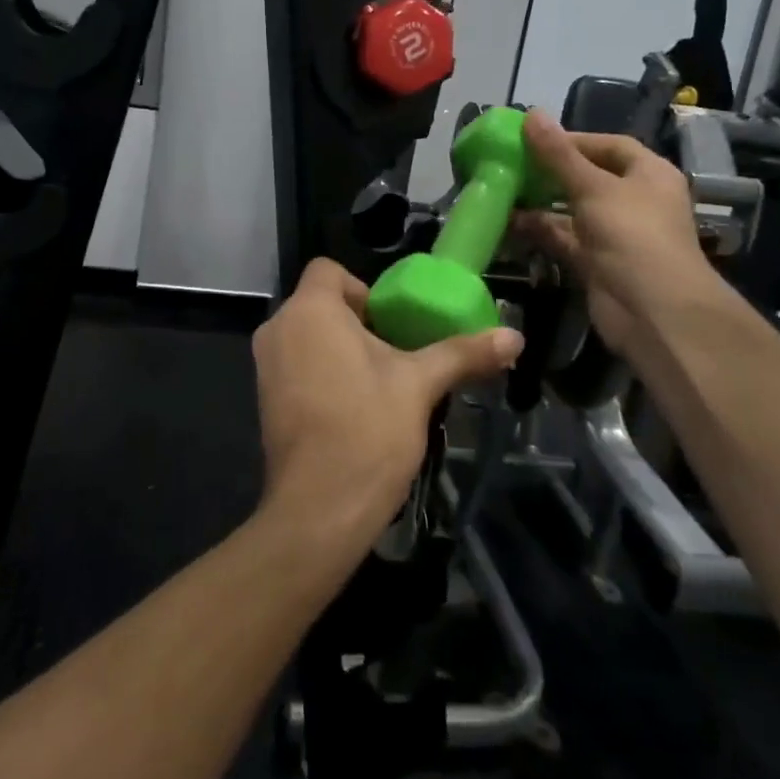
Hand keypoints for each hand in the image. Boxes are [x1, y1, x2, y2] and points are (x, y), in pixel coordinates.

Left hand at [251, 259, 522, 554]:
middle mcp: (278, 329)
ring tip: (380, 382)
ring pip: (307, 337)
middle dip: (358, 322)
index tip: (392, 322)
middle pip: (320, 304)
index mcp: (309, 311)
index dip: (364, 288)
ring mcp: (265, 365)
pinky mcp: (264, 397)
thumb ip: (463, 353)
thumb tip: (515, 337)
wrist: (319, 508)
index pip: (328, 270)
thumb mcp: (420, 385)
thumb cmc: (368, 431)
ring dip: (341, 349)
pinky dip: (321, 372)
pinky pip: (295, 365)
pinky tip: (353, 407)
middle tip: (396, 353)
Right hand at [513, 110, 717, 355]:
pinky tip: (508, 222)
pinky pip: (563, 239)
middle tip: (510, 164)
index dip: (572, 140)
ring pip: (571, 210)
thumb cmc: (632, 235)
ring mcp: (614, 234)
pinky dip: (539, 231)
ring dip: (540, 203)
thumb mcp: (593, 187)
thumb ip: (558, 154)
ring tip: (501, 190)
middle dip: (550, 172)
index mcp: (648, 174)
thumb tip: (531, 113)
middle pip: (587, 177)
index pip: (609, 146)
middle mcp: (633, 201)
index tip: (532, 139)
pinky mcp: (595, 262)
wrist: (653, 311)